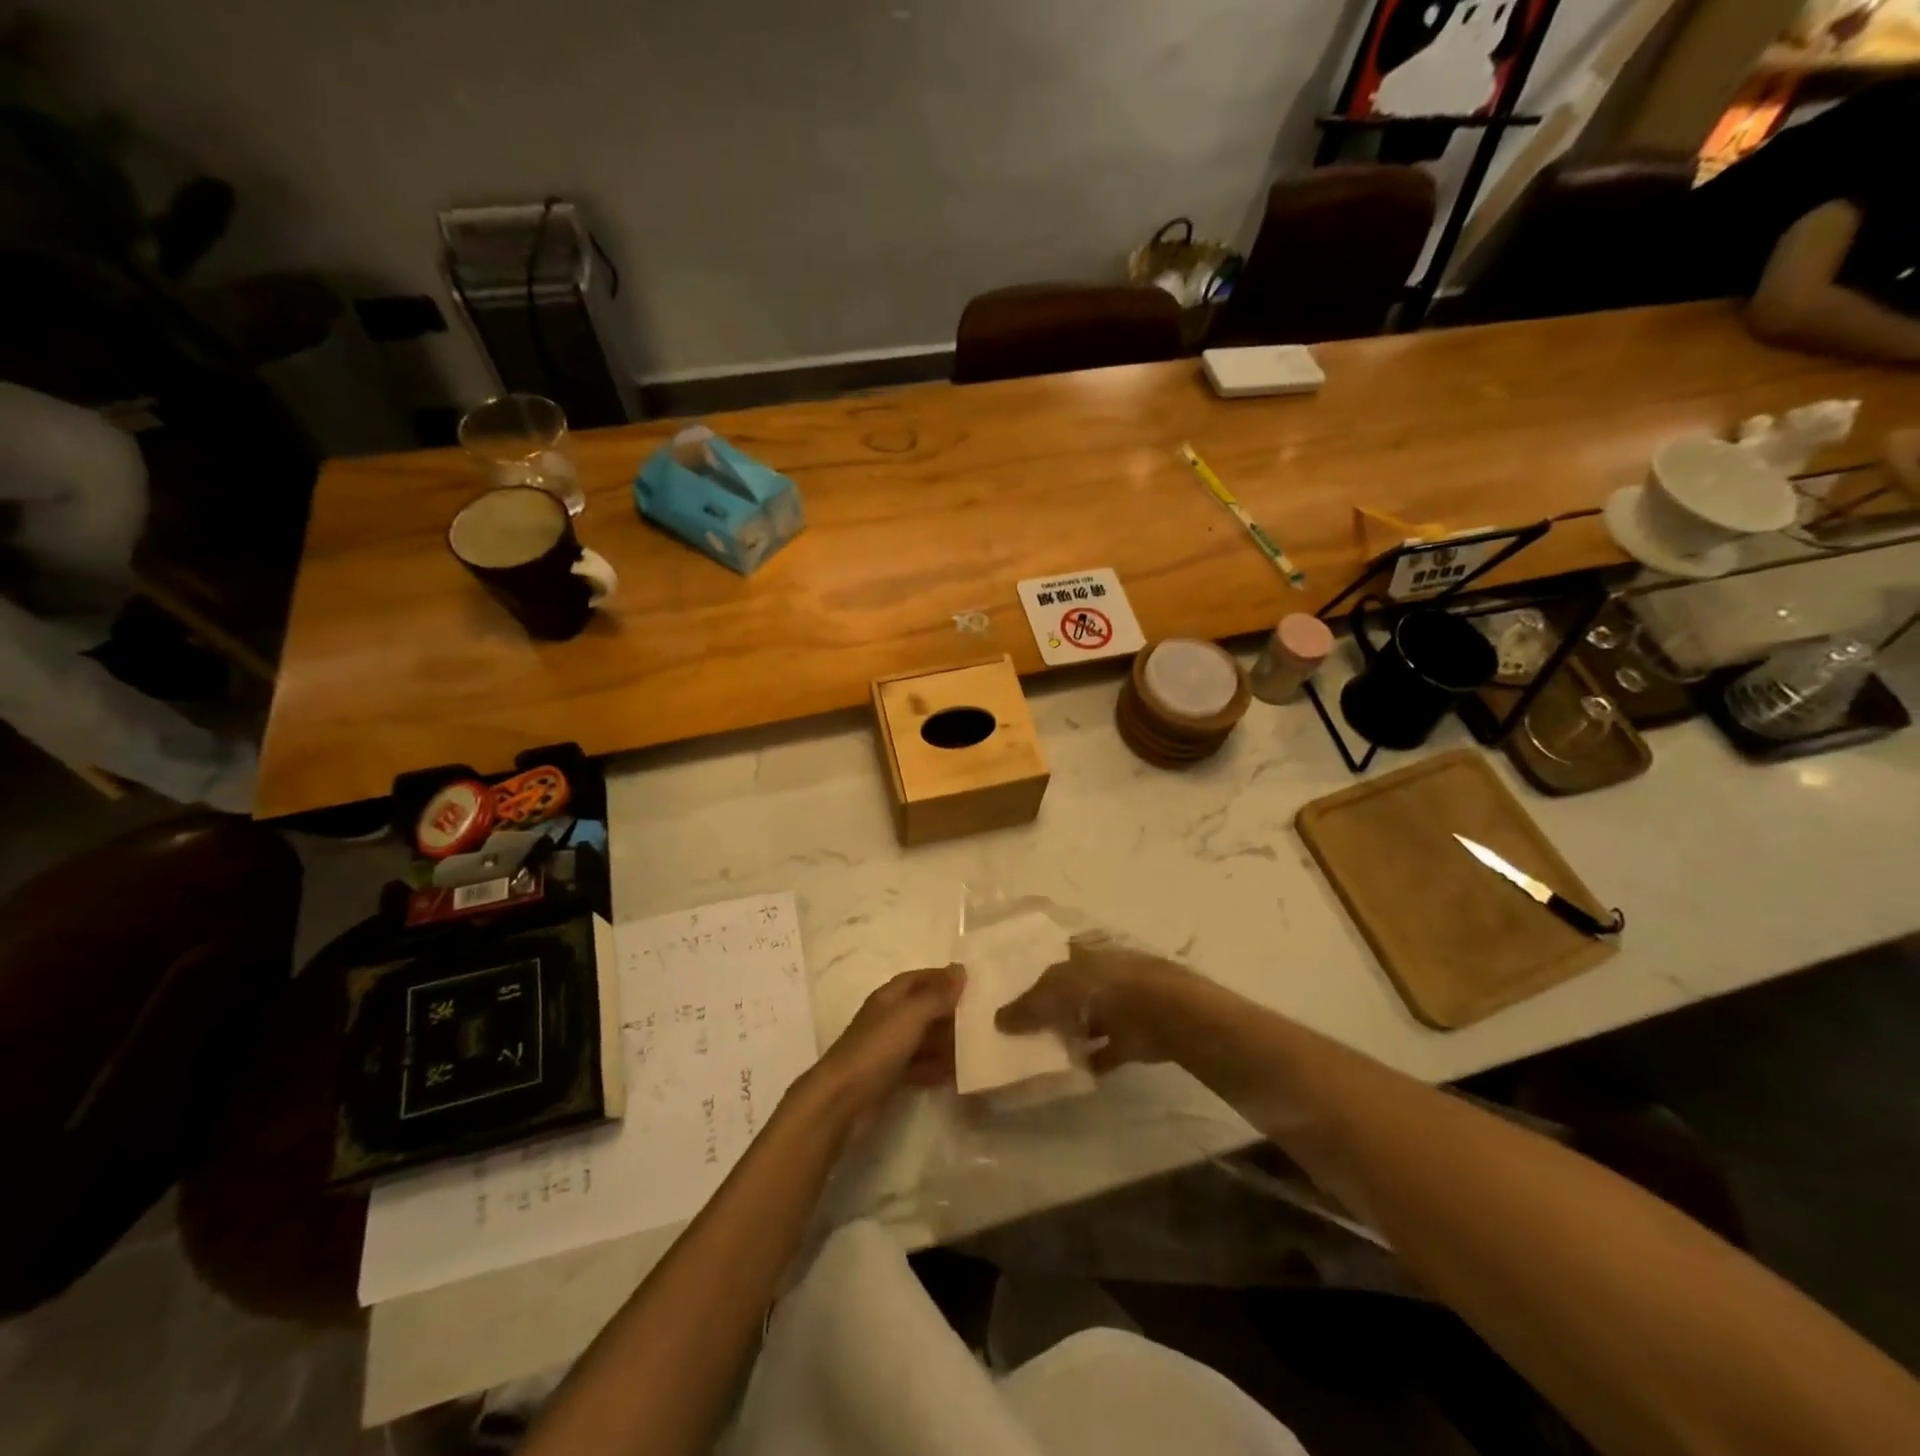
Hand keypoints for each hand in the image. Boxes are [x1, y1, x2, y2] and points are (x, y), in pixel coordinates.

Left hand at [807, 965, 962, 1127]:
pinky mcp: (890, 1076)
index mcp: (889, 998)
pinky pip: (920, 1066)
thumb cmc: (877, 1049)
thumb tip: (960, 970)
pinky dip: (937, 1068)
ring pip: (923, 1039)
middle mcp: (888, 1019)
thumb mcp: (910, 1016)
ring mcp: (888, 1049)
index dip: (942, 977)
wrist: (841, 1100)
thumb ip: (936, 994)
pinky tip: (958, 1075)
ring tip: (976, 1048)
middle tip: (982, 1018)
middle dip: (950, 1012)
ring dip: (947, 1042)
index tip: (972, 982)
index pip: (918, 978)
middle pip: (923, 1008)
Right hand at [994, 933, 1190, 1070]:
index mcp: (1084, 955)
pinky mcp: (1131, 1038)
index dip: (1032, 976)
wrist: (1163, 1013)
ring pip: (1086, 1021)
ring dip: (1069, 1035)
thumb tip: (998, 1020)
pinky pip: (1104, 1051)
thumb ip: (1029, 1005)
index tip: (1009, 995)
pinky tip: (1069, 1074)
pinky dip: (1089, 1061)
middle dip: (1048, 1008)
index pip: (1053, 962)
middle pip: (1068, 993)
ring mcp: (1118, 1008)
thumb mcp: (1057, 990)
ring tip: (1036, 1054)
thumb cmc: (1105, 988)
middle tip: (1016, 1029)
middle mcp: (1100, 977)